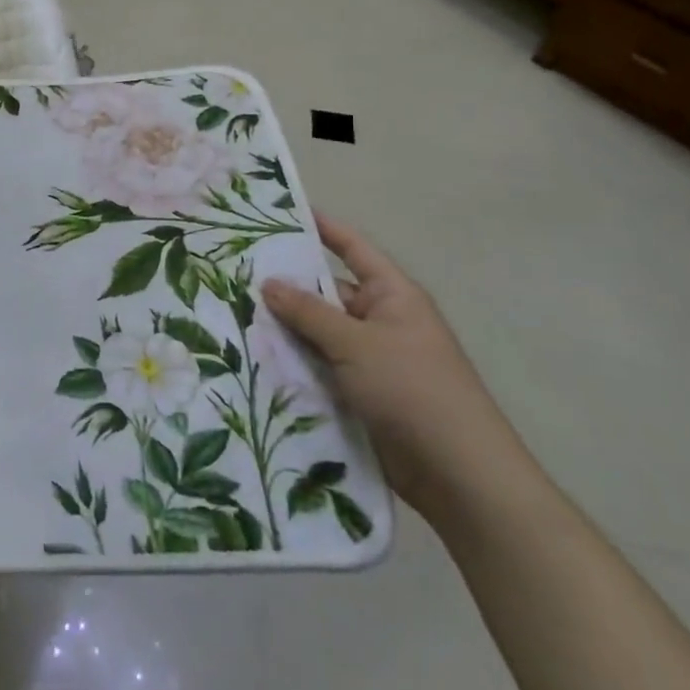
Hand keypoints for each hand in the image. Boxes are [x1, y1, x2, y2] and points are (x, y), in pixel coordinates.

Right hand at [262, 215, 537, 523]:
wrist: (460, 476)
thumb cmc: (413, 390)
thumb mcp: (356, 343)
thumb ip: (309, 312)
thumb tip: (270, 282)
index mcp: (392, 295)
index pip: (351, 247)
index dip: (320, 227)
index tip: (278, 212)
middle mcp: (381, 321)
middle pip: (326, 292)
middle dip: (286, 287)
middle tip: (233, 273)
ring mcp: (370, 359)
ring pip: (317, 334)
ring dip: (284, 331)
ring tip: (230, 316)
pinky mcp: (360, 394)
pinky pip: (319, 368)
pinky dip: (293, 365)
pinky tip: (253, 362)